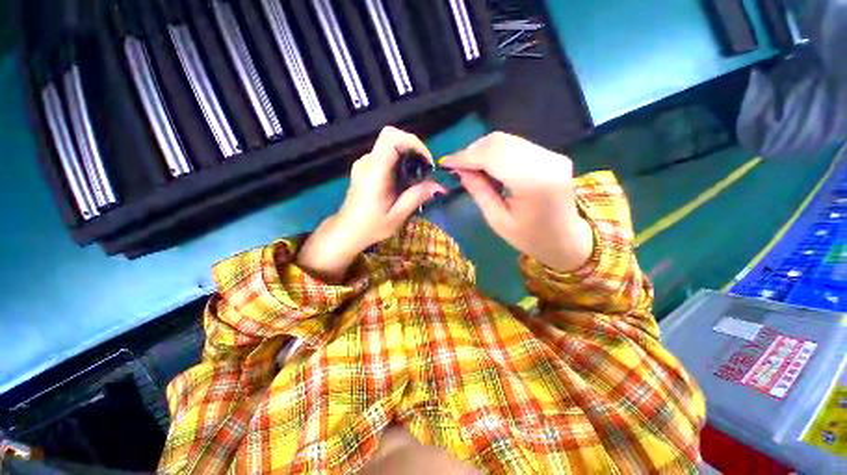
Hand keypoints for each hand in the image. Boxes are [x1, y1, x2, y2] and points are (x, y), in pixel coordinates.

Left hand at [297, 127, 445, 280]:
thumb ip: (416, 197)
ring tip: (417, 177)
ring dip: (407, 155)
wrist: (346, 232)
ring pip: (389, 145)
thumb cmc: (370, 227)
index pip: (391, 137)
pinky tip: (404, 180)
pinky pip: (385, 155)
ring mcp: (364, 163)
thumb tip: (438, 186)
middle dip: (413, 149)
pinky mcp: (364, 168)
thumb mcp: (397, 216)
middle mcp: (367, 162)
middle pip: (392, 137)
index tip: (426, 161)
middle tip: (425, 170)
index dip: (413, 142)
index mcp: (374, 171)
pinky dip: (399, 161)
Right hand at [441, 132, 592, 271]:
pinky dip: (496, 152)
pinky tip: (487, 166)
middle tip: (456, 166)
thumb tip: (459, 171)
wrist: (568, 240)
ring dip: (483, 150)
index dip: (466, 156)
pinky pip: (516, 145)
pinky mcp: (552, 155)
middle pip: (500, 142)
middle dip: (472, 151)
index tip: (446, 163)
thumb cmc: (530, 238)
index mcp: (533, 181)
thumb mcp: (498, 220)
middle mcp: (546, 160)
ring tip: (469, 167)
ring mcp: (552, 155)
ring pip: (507, 140)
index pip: (492, 155)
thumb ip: (479, 191)